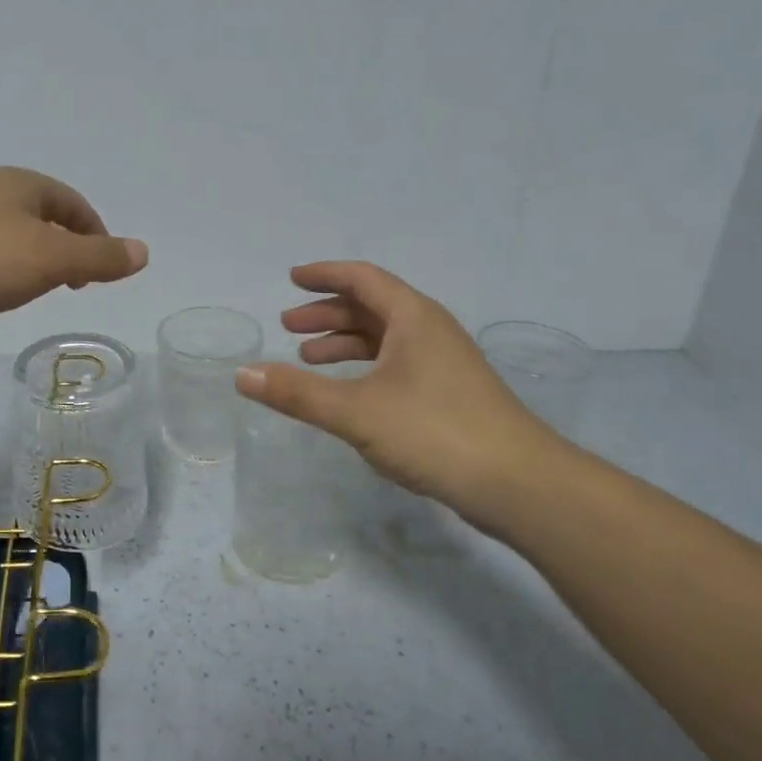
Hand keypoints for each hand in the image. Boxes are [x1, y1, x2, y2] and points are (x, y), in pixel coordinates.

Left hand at [0, 167, 147, 331]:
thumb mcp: (50, 259)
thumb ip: (98, 257)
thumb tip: (144, 251)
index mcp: (25, 185)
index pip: (74, 205)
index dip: (94, 235)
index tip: (98, 272)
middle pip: (42, 216)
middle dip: (62, 246)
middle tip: (71, 283)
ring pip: (9, 233)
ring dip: (29, 258)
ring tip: (32, 289)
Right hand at [235, 262, 579, 531]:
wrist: (520, 484)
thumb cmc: (435, 433)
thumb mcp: (356, 411)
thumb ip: (297, 393)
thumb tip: (241, 374)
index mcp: (413, 318)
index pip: (362, 278)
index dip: (324, 275)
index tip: (292, 278)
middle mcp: (429, 331)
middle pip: (371, 307)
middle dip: (327, 314)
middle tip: (288, 326)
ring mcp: (443, 364)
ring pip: (384, 339)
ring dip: (344, 343)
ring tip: (307, 360)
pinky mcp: (449, 395)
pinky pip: (395, 365)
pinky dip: (364, 369)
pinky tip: (348, 393)